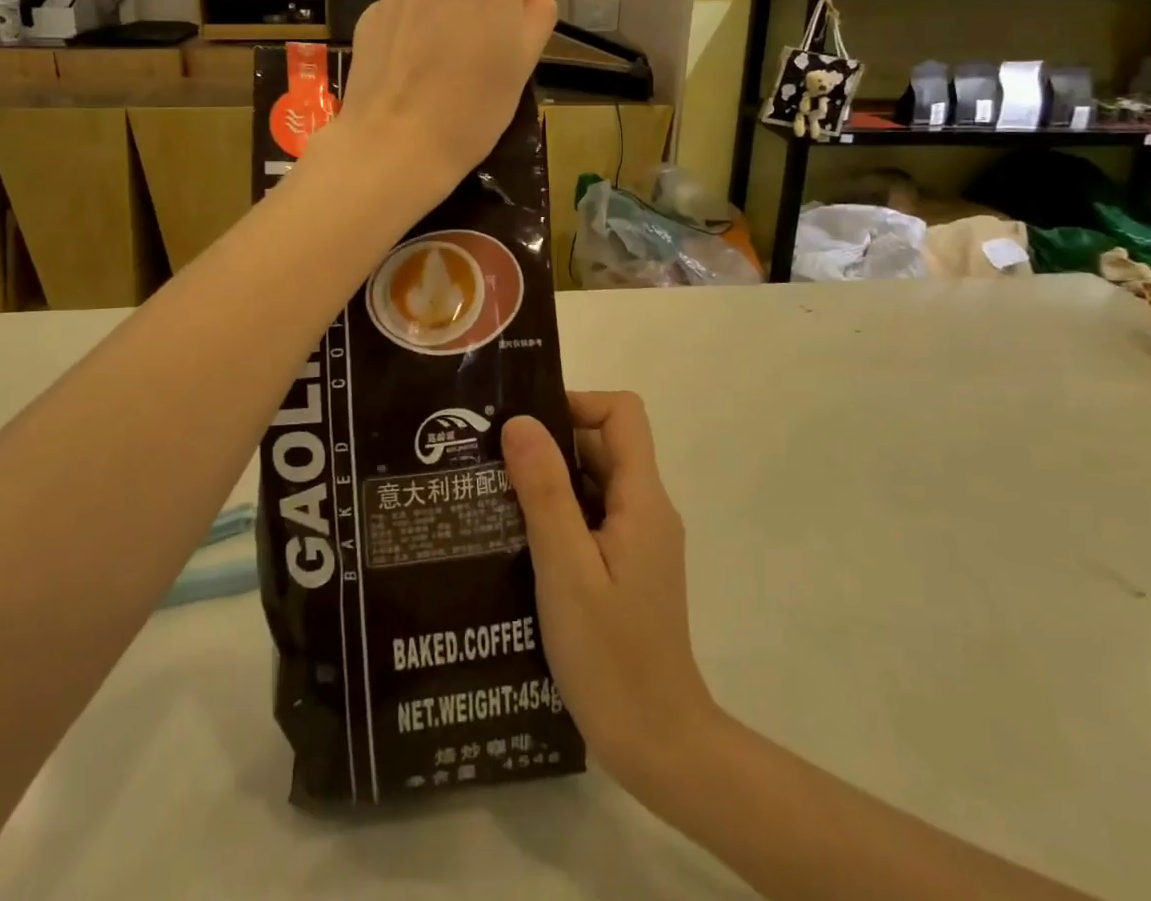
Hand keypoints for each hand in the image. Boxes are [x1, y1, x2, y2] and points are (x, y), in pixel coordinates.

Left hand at [334, 0, 556, 200]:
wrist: (396, 144)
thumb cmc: (475, 109)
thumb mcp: (525, 63)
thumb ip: (537, 11)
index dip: (512, 20)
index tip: (503, 55)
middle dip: (476, 9)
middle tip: (473, 62)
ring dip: (443, 15)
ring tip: (438, 68)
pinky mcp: (370, 11)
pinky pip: (406, 13)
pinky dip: (412, 31)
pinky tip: (410, 71)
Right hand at [502, 392, 720, 800]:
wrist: (659, 745)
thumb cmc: (611, 656)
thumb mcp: (567, 568)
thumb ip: (544, 492)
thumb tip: (521, 421)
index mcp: (642, 499)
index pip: (621, 414)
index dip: (576, 405)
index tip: (526, 428)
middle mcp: (647, 509)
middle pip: (603, 445)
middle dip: (549, 444)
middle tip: (491, 463)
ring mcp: (638, 540)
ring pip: (594, 483)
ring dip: (549, 482)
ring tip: (493, 500)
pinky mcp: (626, 568)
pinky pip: (592, 518)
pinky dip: (558, 516)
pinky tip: (517, 542)